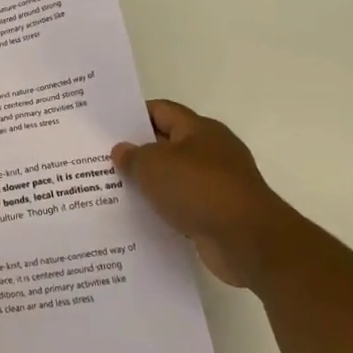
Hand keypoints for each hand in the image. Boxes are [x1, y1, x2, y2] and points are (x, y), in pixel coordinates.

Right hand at [112, 101, 297, 288]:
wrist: (248, 241)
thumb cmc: (199, 189)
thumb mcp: (153, 165)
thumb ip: (133, 156)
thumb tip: (122, 150)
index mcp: (200, 129)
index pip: (161, 111)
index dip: (133, 115)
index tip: (107, 127)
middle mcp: (212, 151)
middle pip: (168, 144)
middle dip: (139, 151)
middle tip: (104, 158)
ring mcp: (219, 184)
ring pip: (175, 177)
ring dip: (152, 183)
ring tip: (116, 188)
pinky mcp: (220, 214)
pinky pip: (185, 204)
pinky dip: (166, 208)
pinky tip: (142, 216)